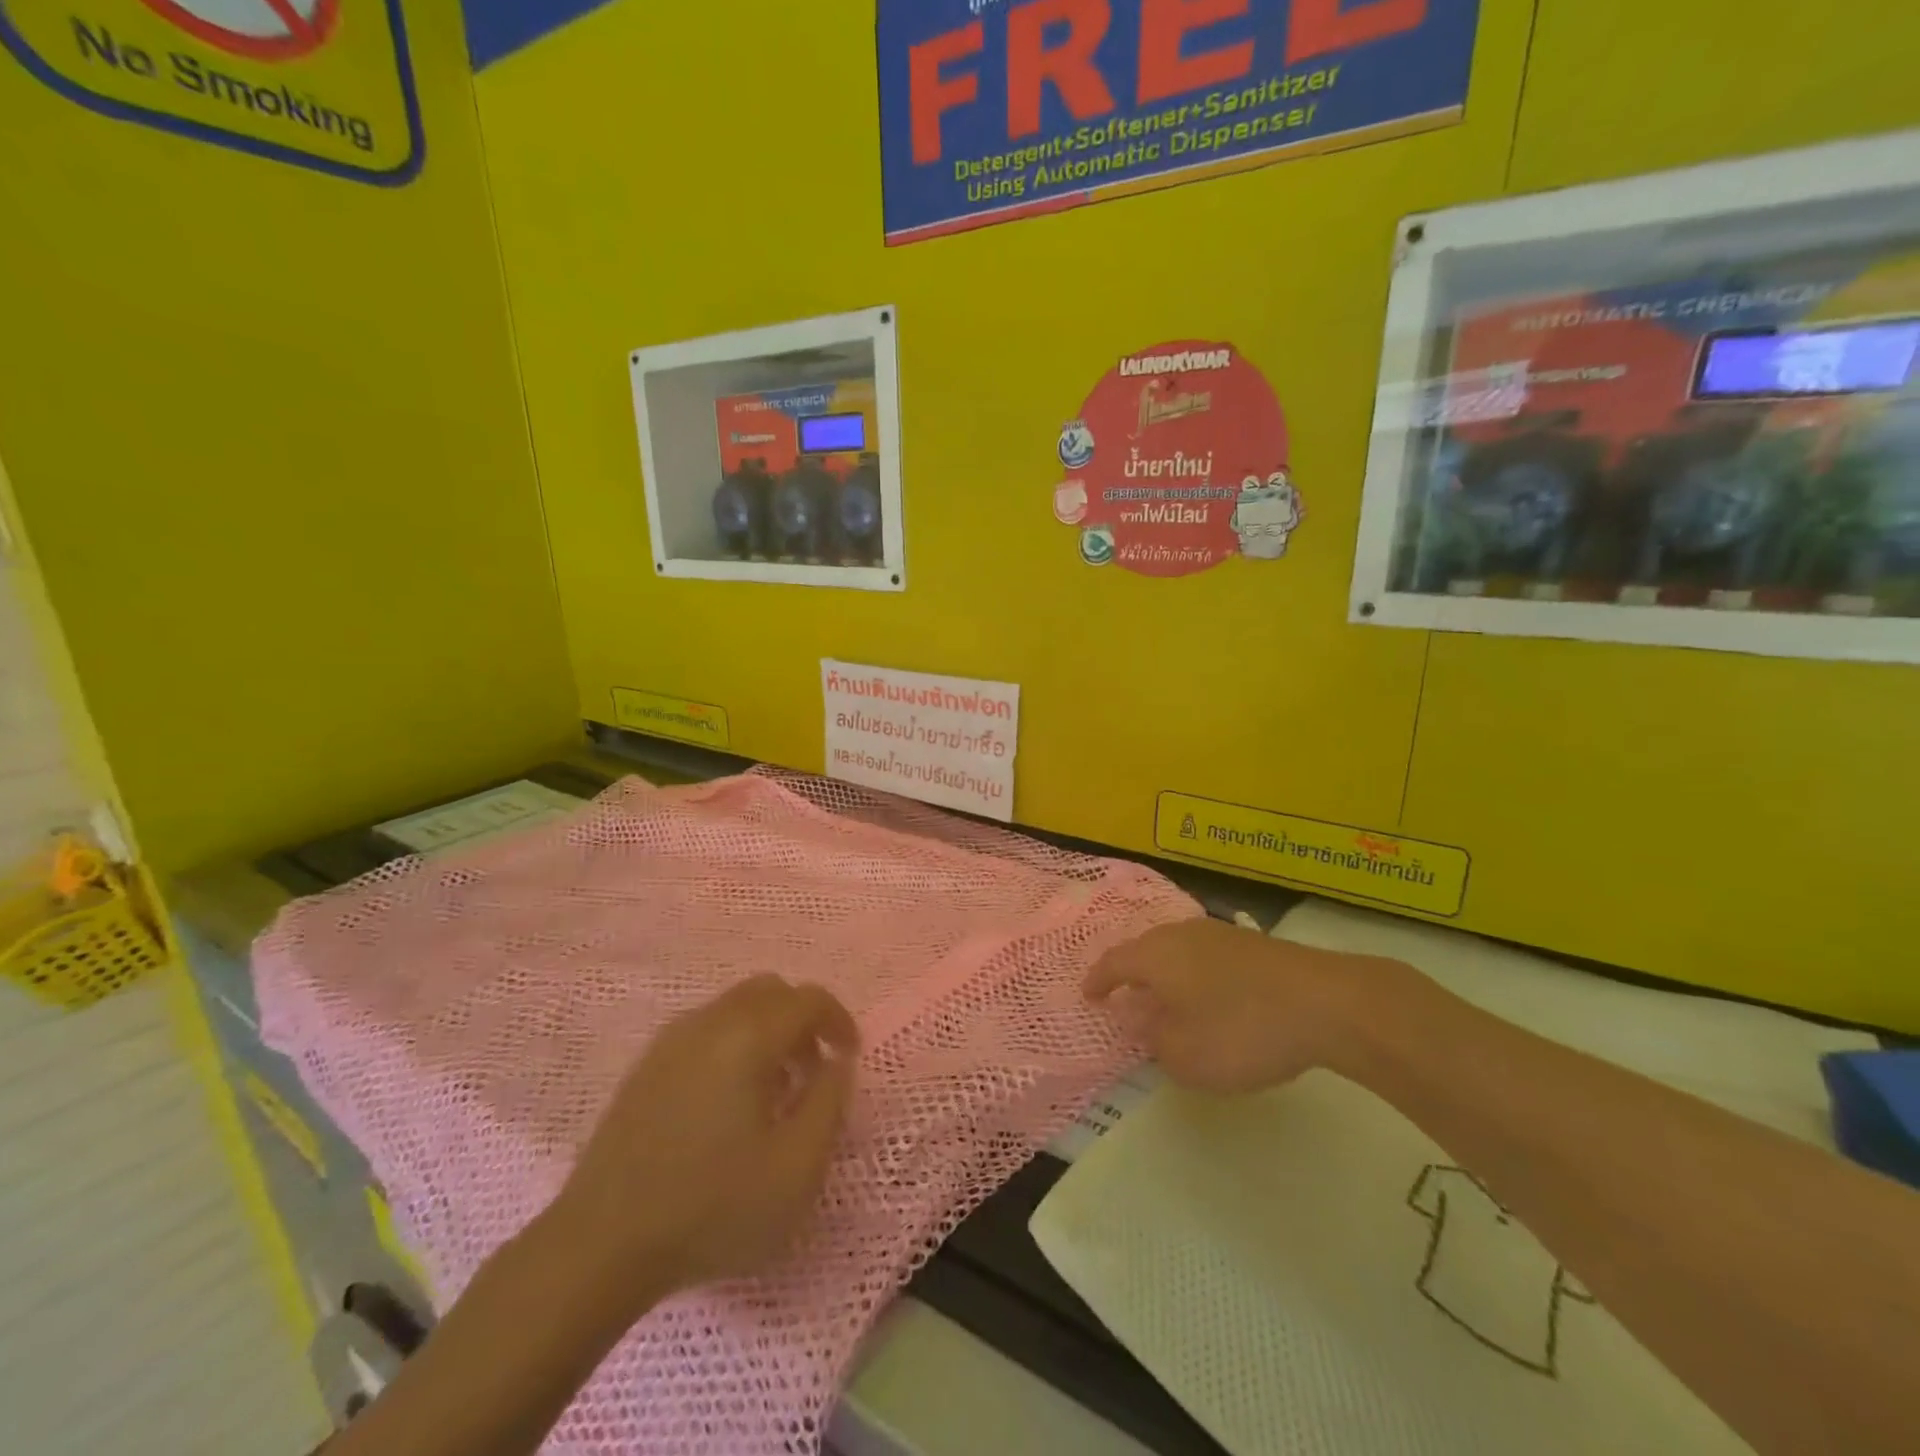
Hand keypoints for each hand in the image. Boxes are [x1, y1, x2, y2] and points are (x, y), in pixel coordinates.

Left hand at [548, 976, 859, 1310]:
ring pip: (736, 1008)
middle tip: (812, 1072)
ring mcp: (671, 1041)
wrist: (599, 1246)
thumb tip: (837, 1062)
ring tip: (774, 1092)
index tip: (849, 1058)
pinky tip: (728, 1103)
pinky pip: (706, 1030)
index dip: (839, 1021)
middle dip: (802, 1021)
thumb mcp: (797, 1167)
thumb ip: (830, 1102)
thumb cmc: (712, 1207)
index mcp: (748, 1036)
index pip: (808, 999)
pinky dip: (734, 1044)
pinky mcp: (646, 1066)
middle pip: (770, 991)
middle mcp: (709, 1021)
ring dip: (768, 1032)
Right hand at [1084, 918, 1385, 1093]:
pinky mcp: (1251, 944)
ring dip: (1165, 973)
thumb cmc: (1241, 1029)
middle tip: (1124, 995)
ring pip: (1176, 950)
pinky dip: (1195, 975)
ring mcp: (1218, 934)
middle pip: (1144, 950)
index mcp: (1155, 955)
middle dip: (1131, 973)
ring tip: (1165, 997)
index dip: (1098, 981)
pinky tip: (1209, 996)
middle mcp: (1180, 934)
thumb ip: (1154, 1040)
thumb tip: (1140, 1021)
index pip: (1113, 963)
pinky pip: (1205, 956)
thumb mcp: (1185, 1055)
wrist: (1325, 1002)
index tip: (1088, 996)